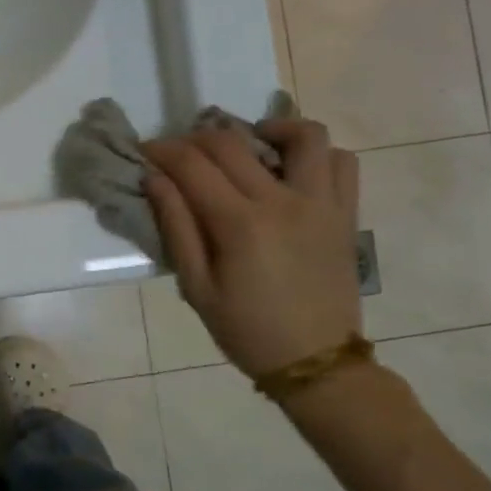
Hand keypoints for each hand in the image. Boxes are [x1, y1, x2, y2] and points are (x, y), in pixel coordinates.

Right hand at [142, 119, 360, 382]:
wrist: (315, 361)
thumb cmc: (246, 330)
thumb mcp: (197, 287)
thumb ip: (176, 227)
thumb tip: (155, 178)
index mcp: (240, 224)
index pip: (193, 165)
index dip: (163, 150)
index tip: (146, 151)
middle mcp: (283, 201)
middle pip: (233, 143)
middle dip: (196, 138)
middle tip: (179, 153)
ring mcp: (321, 203)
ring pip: (303, 136)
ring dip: (267, 128)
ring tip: (248, 144)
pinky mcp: (345, 213)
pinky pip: (342, 162)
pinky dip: (316, 153)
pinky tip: (291, 168)